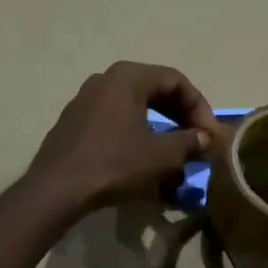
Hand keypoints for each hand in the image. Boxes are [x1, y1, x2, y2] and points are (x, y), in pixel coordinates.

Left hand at [24, 61, 219, 218]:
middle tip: (197, 144)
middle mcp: (105, 80)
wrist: (57, 190)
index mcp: (128, 77)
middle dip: (181, 119)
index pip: (176, 81)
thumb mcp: (161, 155)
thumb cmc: (114, 164)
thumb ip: (189, 142)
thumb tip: (206, 138)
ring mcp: (85, 101)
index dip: (200, 108)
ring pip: (135, 111)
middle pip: (155, 93)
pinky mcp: (75, 125)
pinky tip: (144, 166)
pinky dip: (136, 139)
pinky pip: (115, 124)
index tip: (210, 136)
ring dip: (160, 133)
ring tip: (174, 161)